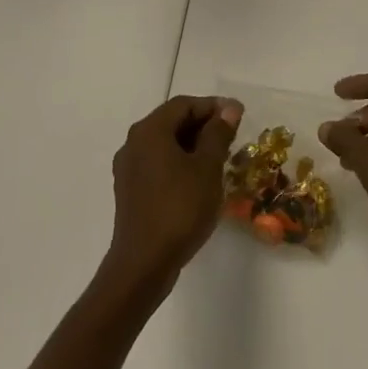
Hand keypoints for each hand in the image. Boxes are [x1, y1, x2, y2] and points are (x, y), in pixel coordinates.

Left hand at [106, 95, 242, 288]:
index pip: (184, 104)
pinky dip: (180, 162)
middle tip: (232, 137)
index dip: (213, 106)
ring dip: (193, 145)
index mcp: (150, 131)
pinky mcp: (130, 190)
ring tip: (221, 158)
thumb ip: (218, 133)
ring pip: (165, 144)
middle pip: (172, 121)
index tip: (239, 117)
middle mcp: (134, 143)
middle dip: (204, 125)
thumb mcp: (208, 168)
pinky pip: (158, 163)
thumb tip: (229, 108)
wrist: (144, 264)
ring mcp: (128, 168)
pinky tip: (199, 179)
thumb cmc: (180, 208)